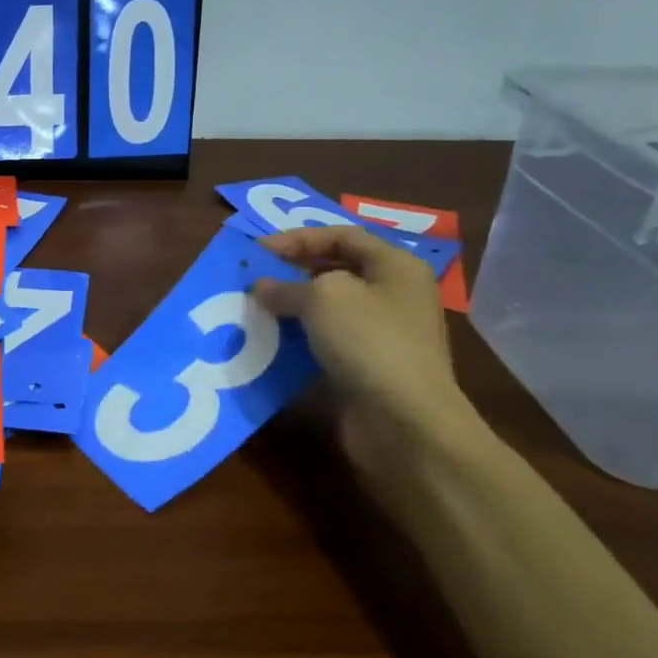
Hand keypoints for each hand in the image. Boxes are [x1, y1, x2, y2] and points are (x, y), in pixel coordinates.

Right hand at [250, 226, 477, 470]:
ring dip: (291, 307)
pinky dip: (299, 338)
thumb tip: (262, 287)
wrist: (404, 421)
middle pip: (336, 270)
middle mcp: (394, 294)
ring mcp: (383, 333)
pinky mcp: (368, 367)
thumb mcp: (323, 298)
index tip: (257, 249)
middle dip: (292, 271)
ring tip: (255, 309)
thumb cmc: (369, 342)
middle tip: (253, 278)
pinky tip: (271, 342)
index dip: (297, 238)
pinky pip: (327, 341)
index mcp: (395, 266)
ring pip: (329, 309)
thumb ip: (286, 286)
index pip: (341, 236)